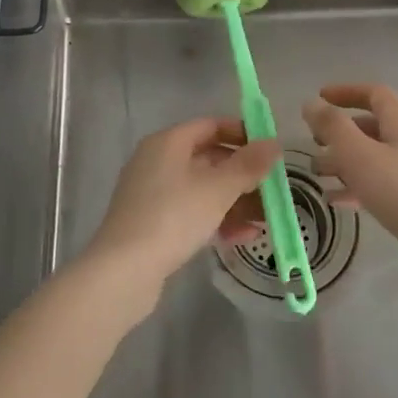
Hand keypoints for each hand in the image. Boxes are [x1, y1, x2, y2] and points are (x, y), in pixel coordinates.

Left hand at [83, 117, 278, 300]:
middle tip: (273, 189)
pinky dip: (216, 219)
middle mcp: (157, 162)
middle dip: (243, 174)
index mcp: (168, 143)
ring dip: (235, 201)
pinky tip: (242, 237)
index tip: (270, 150)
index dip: (242, 134)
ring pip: (202, 189)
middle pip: (208, 158)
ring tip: (266, 219)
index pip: (211, 126)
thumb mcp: (218, 189)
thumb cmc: (173, 217)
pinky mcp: (152, 224)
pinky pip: (191, 212)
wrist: (123, 271)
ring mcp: (152, 194)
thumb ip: (248, 165)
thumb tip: (274, 143)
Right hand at [303, 83, 397, 260]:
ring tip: (318, 176)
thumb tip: (311, 103)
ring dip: (346, 162)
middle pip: (374, 126)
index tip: (319, 99)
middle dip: (340, 133)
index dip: (345, 92)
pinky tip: (339, 203)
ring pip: (377, 158)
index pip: (373, 93)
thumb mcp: (360, 156)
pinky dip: (361, 187)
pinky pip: (386, 185)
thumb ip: (332, 128)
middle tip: (313, 144)